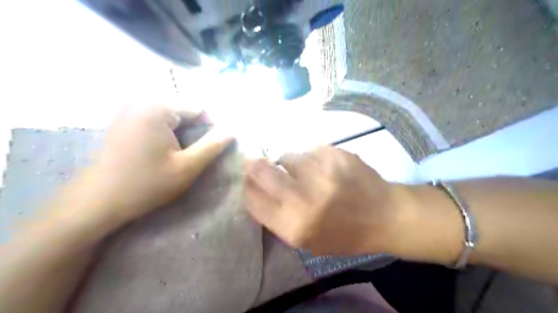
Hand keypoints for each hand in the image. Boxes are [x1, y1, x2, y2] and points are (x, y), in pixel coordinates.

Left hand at [72, 104, 232, 221]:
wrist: (98, 201)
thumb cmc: (147, 184)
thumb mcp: (187, 166)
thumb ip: (212, 146)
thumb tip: (232, 130)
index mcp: (157, 108)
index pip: (198, 108)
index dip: (212, 127)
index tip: (214, 147)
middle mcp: (141, 101)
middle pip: (184, 109)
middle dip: (196, 129)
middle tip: (197, 152)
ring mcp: (129, 110)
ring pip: (171, 115)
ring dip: (182, 131)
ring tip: (182, 153)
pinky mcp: (123, 121)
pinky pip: (155, 119)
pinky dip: (167, 132)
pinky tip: (164, 151)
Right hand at [244, 146, 412, 255]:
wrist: (385, 216)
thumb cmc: (344, 234)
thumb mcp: (306, 241)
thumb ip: (277, 218)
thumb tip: (254, 190)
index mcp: (294, 226)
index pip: (253, 200)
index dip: (247, 188)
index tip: (247, 180)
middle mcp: (303, 198)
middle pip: (261, 171)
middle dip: (255, 165)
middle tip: (255, 162)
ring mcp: (320, 172)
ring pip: (287, 156)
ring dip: (290, 163)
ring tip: (307, 172)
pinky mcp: (335, 155)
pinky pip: (310, 151)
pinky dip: (312, 158)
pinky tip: (326, 168)